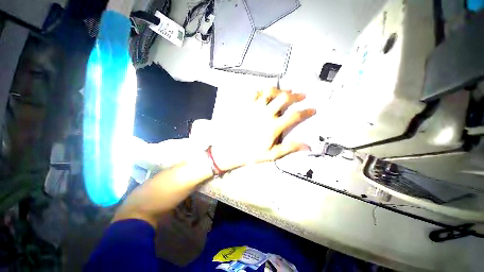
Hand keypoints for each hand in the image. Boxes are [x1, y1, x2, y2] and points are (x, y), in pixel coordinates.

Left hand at [211, 87, 315, 170]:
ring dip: (280, 90)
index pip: (294, 116)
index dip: (306, 111)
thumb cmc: (251, 153)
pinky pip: (254, 93)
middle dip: (295, 95)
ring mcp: (254, 108)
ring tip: (286, 91)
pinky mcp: (245, 106)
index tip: (312, 109)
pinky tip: (266, 93)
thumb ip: (289, 148)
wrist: (231, 149)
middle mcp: (265, 114)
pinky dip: (262, 91)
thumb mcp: (271, 154)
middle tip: (301, 96)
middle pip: (283, 98)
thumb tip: (307, 146)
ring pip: (269, 92)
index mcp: (273, 127)